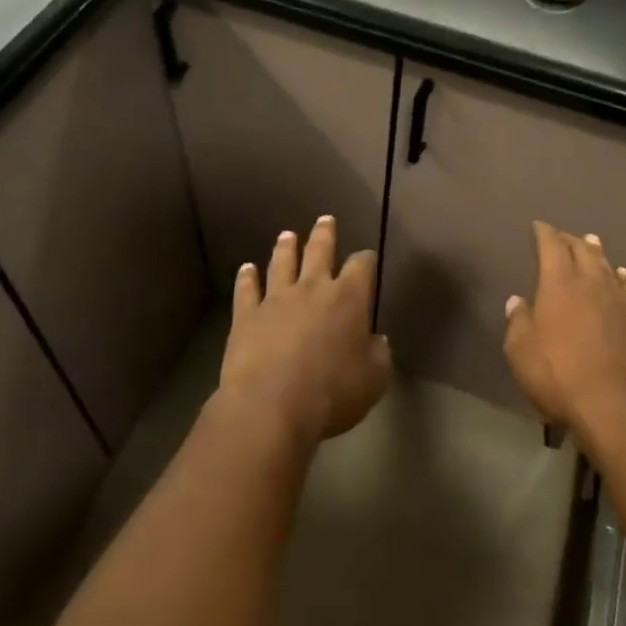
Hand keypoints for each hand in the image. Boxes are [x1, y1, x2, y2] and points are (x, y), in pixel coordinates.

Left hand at [219, 216, 390, 452]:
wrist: (271, 406)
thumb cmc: (331, 394)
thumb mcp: (373, 380)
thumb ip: (378, 356)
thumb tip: (377, 341)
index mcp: (348, 299)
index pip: (361, 267)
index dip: (366, 260)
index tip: (367, 257)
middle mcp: (312, 288)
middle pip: (319, 251)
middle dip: (324, 234)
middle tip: (325, 219)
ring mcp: (276, 299)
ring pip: (282, 263)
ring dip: (286, 248)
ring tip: (287, 235)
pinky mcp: (247, 315)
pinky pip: (247, 289)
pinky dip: (247, 278)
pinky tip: (246, 269)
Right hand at [504, 221, 625, 447]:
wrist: (618, 409)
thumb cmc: (559, 378)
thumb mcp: (521, 353)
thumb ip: (517, 322)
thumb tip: (517, 301)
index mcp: (558, 285)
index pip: (551, 247)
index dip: (544, 233)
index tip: (539, 226)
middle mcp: (591, 284)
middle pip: (582, 251)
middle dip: (570, 240)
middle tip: (563, 235)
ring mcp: (620, 301)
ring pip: (607, 266)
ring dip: (597, 253)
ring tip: (591, 242)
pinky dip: (622, 277)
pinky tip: (622, 275)